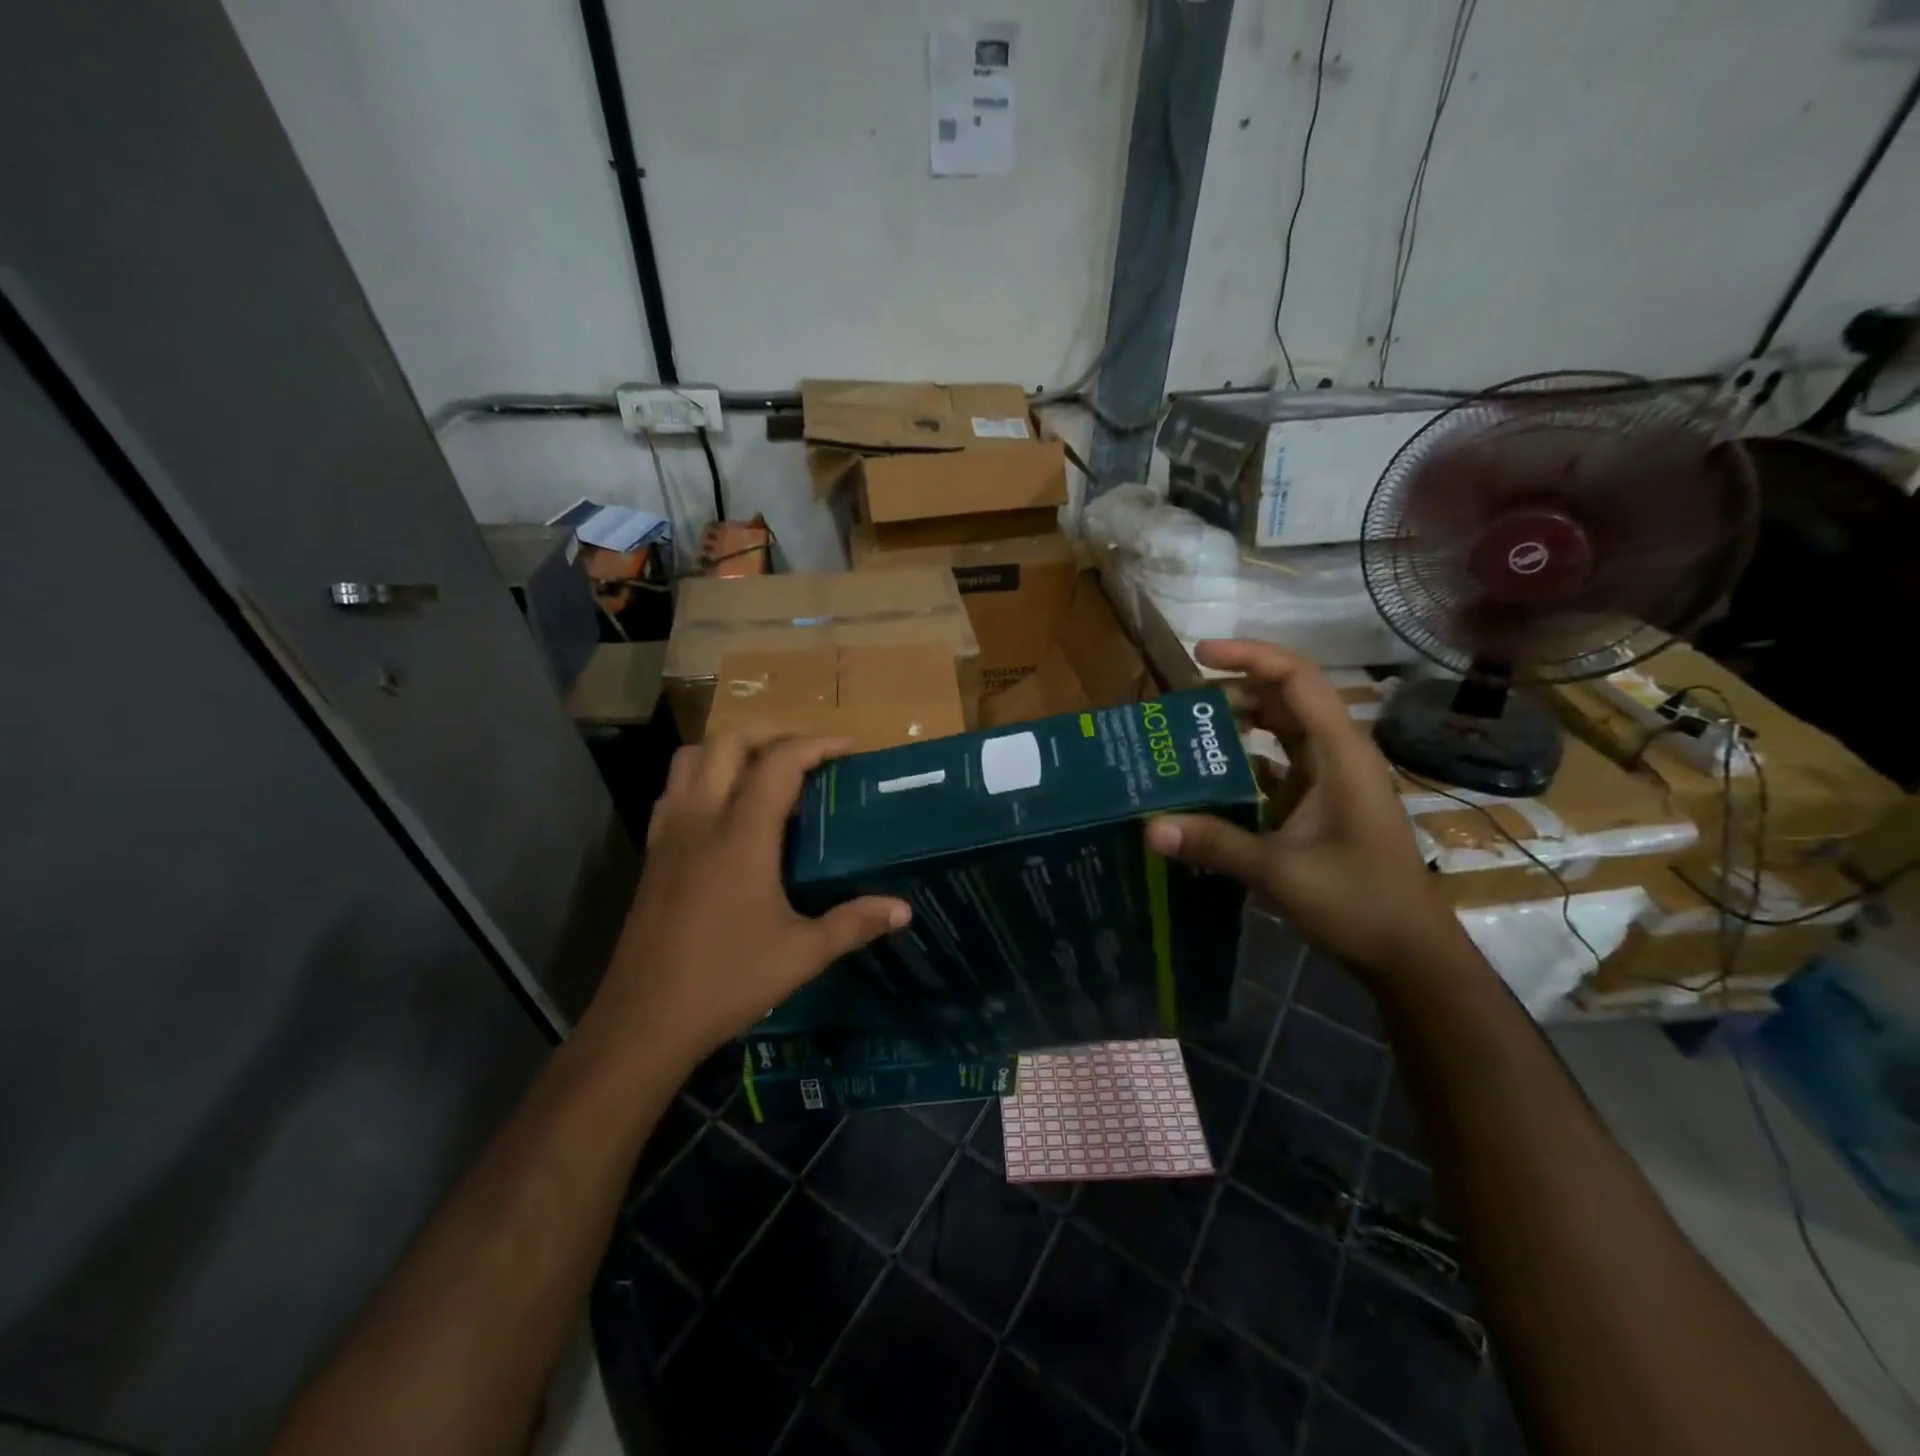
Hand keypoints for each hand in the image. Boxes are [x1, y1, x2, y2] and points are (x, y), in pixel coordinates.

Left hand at [587, 729, 910, 1068]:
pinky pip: (674, 789)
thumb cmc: (727, 981)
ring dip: (731, 747)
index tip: (848, 747)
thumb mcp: (802, 954)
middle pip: (730, 743)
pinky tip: (722, 805)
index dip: (816, 745)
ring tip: (765, 766)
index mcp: (742, 835)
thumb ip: (855, 923)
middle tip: (809, 748)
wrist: (643, 1020)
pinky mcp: (652, 854)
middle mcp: (702, 819)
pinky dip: (701, 775)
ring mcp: (670, 833)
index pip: (779, 763)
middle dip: (773, 732)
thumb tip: (904, 910)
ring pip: (692, 758)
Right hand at [1144, 641, 1460, 978]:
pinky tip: (1209, 781)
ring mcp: (1331, 781)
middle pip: (1286, 699)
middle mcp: (1338, 756)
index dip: (1250, 656)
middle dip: (1234, 692)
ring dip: (1239, 727)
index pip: (1297, 679)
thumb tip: (1150, 827)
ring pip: (1282, 732)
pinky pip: (1278, 767)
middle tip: (1181, 706)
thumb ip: (1217, 844)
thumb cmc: (1360, 902)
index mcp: (1340, 754)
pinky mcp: (1321, 805)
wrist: (1409, 953)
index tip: (1199, 655)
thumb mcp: (1282, 872)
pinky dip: (1245, 764)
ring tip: (1187, 735)